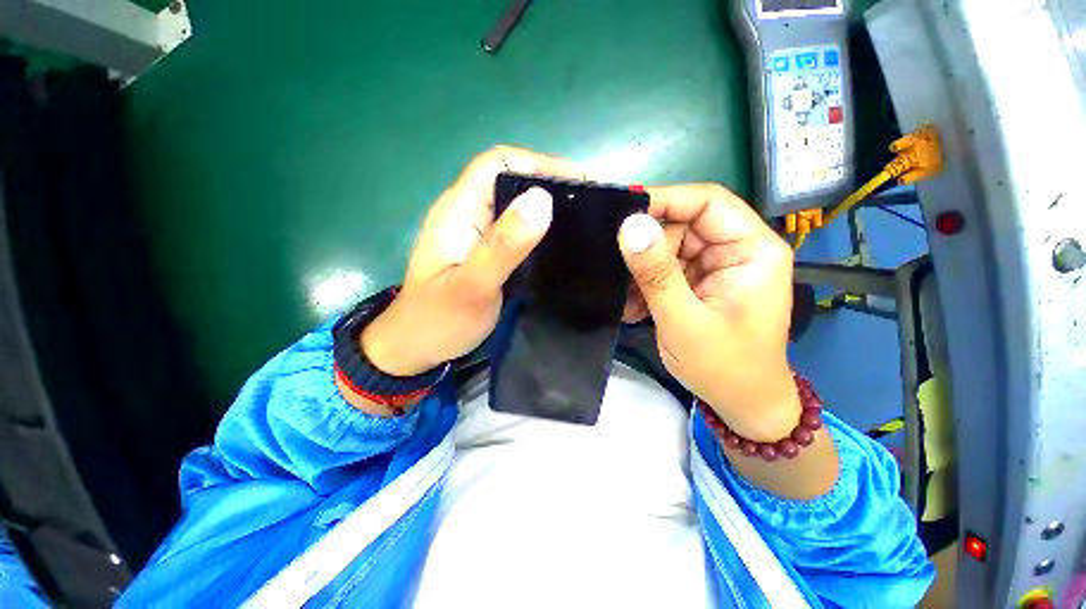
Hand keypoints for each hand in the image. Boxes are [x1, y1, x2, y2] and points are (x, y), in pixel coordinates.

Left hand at [360, 146, 585, 377]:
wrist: (416, 347)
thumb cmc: (439, 320)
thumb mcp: (472, 285)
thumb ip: (503, 245)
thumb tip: (541, 200)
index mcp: (459, 210)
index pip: (499, 163)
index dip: (539, 163)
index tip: (579, 180)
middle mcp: (466, 213)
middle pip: (510, 179)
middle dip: (550, 183)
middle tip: (590, 202)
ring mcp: (474, 233)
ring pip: (514, 205)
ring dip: (547, 207)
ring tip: (584, 219)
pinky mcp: (483, 251)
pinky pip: (515, 230)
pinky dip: (539, 230)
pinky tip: (559, 242)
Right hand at [617, 184, 799, 440]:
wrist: (741, 404)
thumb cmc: (724, 367)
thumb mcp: (684, 320)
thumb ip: (657, 274)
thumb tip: (630, 226)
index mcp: (752, 250)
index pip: (708, 202)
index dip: (665, 200)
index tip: (622, 211)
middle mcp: (736, 250)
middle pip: (683, 226)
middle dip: (647, 248)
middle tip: (617, 269)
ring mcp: (716, 266)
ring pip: (668, 248)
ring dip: (643, 272)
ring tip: (626, 298)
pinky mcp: (700, 282)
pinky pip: (666, 269)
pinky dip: (646, 284)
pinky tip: (635, 307)